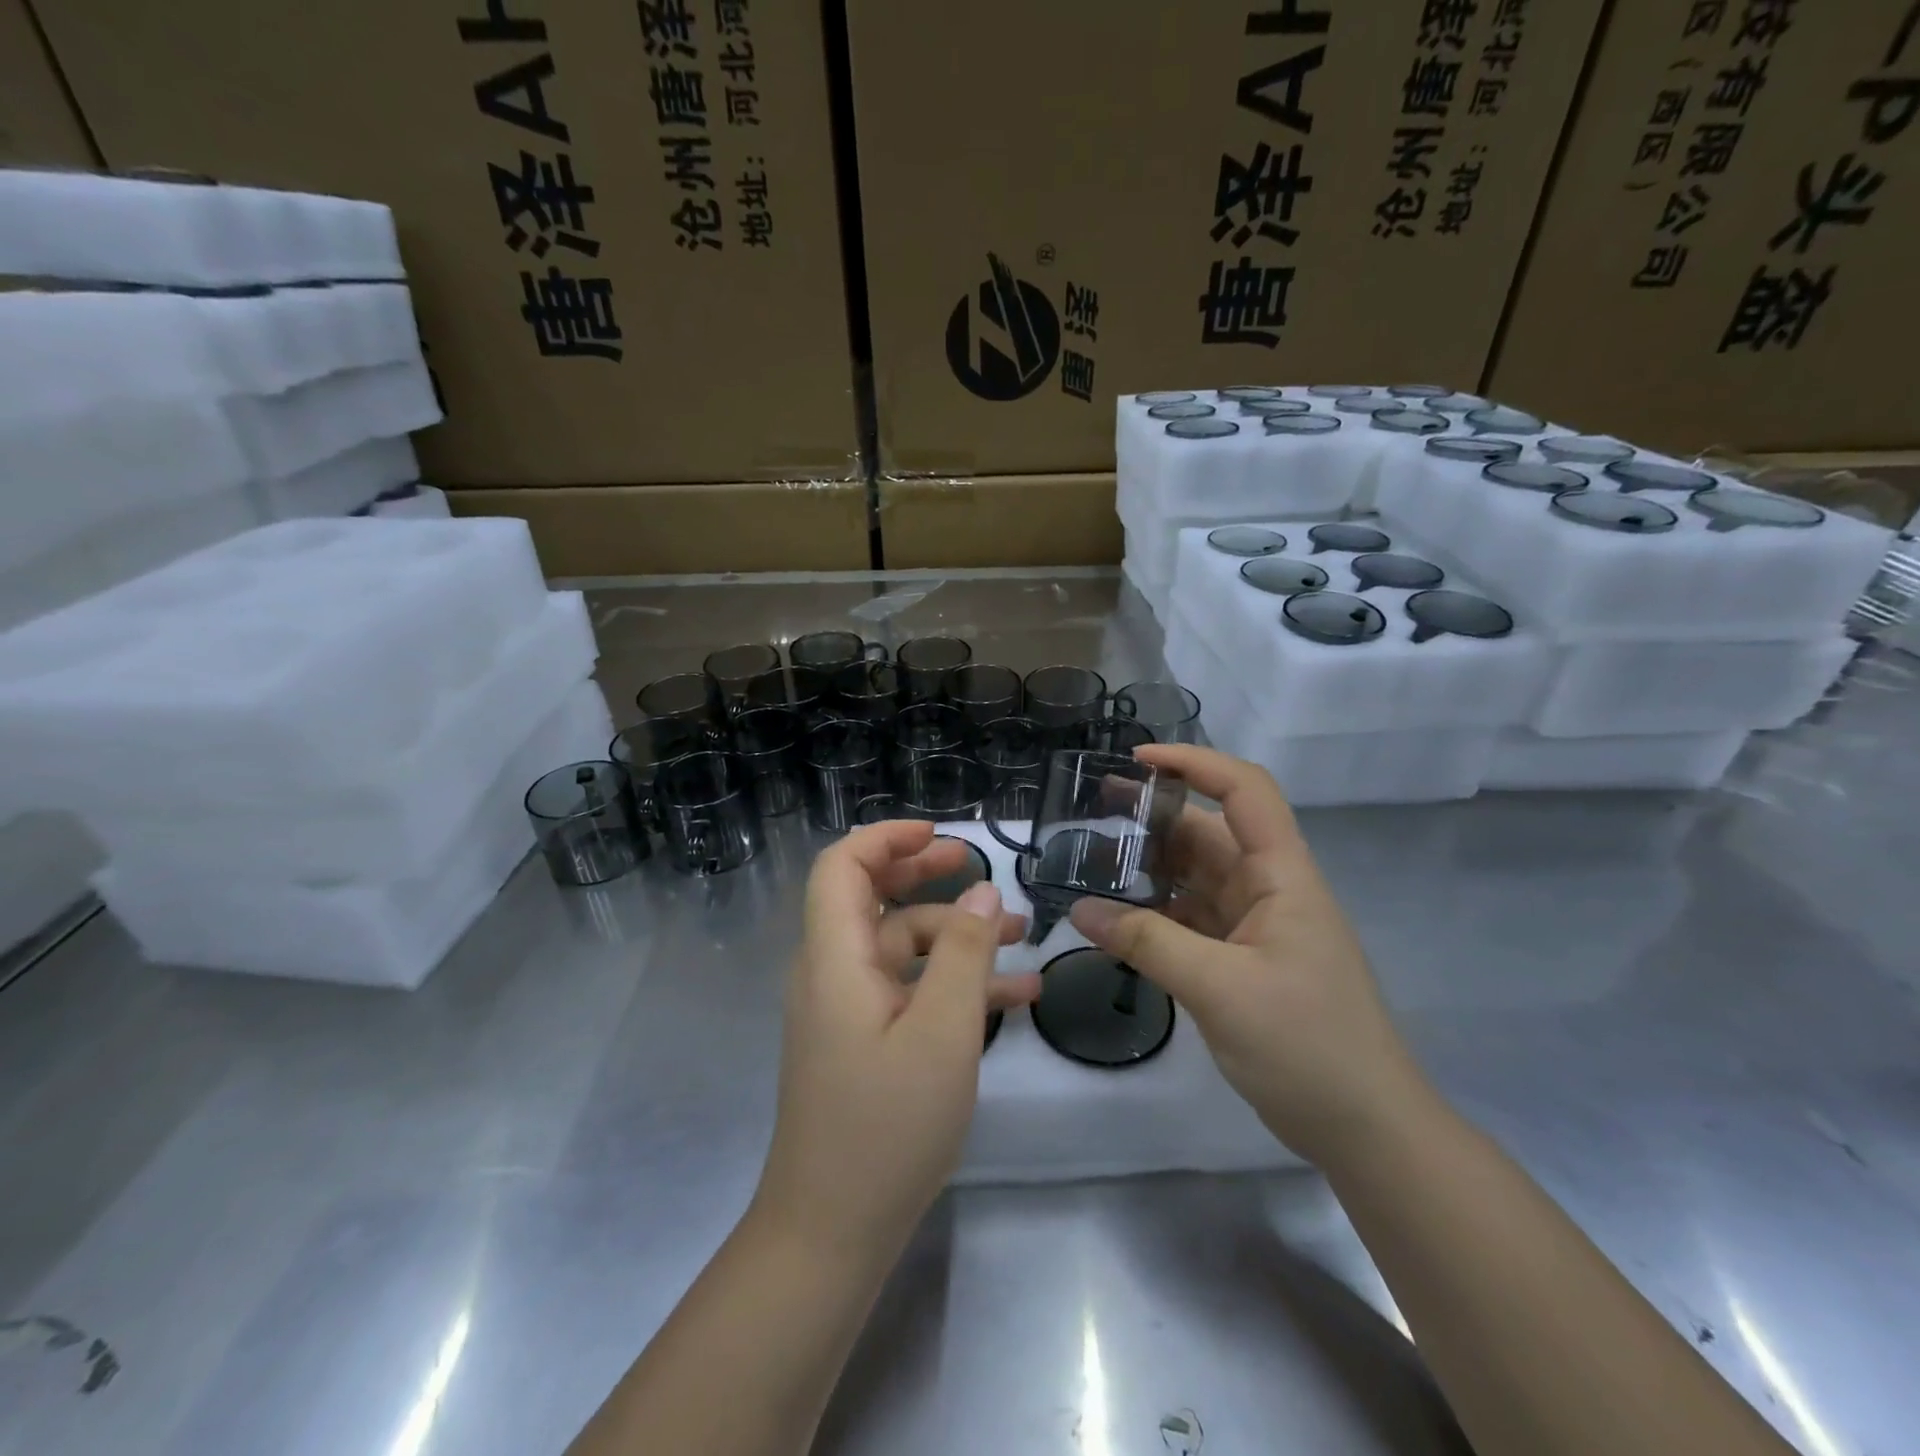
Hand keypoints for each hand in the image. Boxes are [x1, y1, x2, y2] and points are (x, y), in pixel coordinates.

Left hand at [753, 821, 1039, 1257]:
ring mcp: (849, 1010)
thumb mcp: (943, 1033)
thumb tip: (982, 890)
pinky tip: (1017, 997)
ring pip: (903, 948)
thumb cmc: (887, 1126)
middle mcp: (834, 973)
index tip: (942, 835)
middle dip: (926, 874)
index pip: (842, 867)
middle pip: (874, 899)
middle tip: (981, 865)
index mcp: (836, 958)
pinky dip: (954, 984)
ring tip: (1023, 935)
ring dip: (958, 937)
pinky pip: (910, 992)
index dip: (887, 839)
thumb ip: (966, 954)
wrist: (833, 1232)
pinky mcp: (865, 1042)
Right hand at [1069, 745, 1429, 1169]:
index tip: (1137, 761)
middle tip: (1091, 813)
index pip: (1244, 792)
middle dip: (1155, 816)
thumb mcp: (1220, 989)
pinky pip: (1191, 919)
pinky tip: (1116, 918)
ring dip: (1150, 868)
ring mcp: (1256, 926)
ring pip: (1196, 877)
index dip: (1195, 763)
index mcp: (1282, 876)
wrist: (1366, 1131)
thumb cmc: (1307, 1046)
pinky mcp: (1242, 960)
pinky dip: (1155, 913)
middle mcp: (1269, 889)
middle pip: (1209, 832)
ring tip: (1090, 863)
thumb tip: (1080, 909)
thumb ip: (1148, 942)